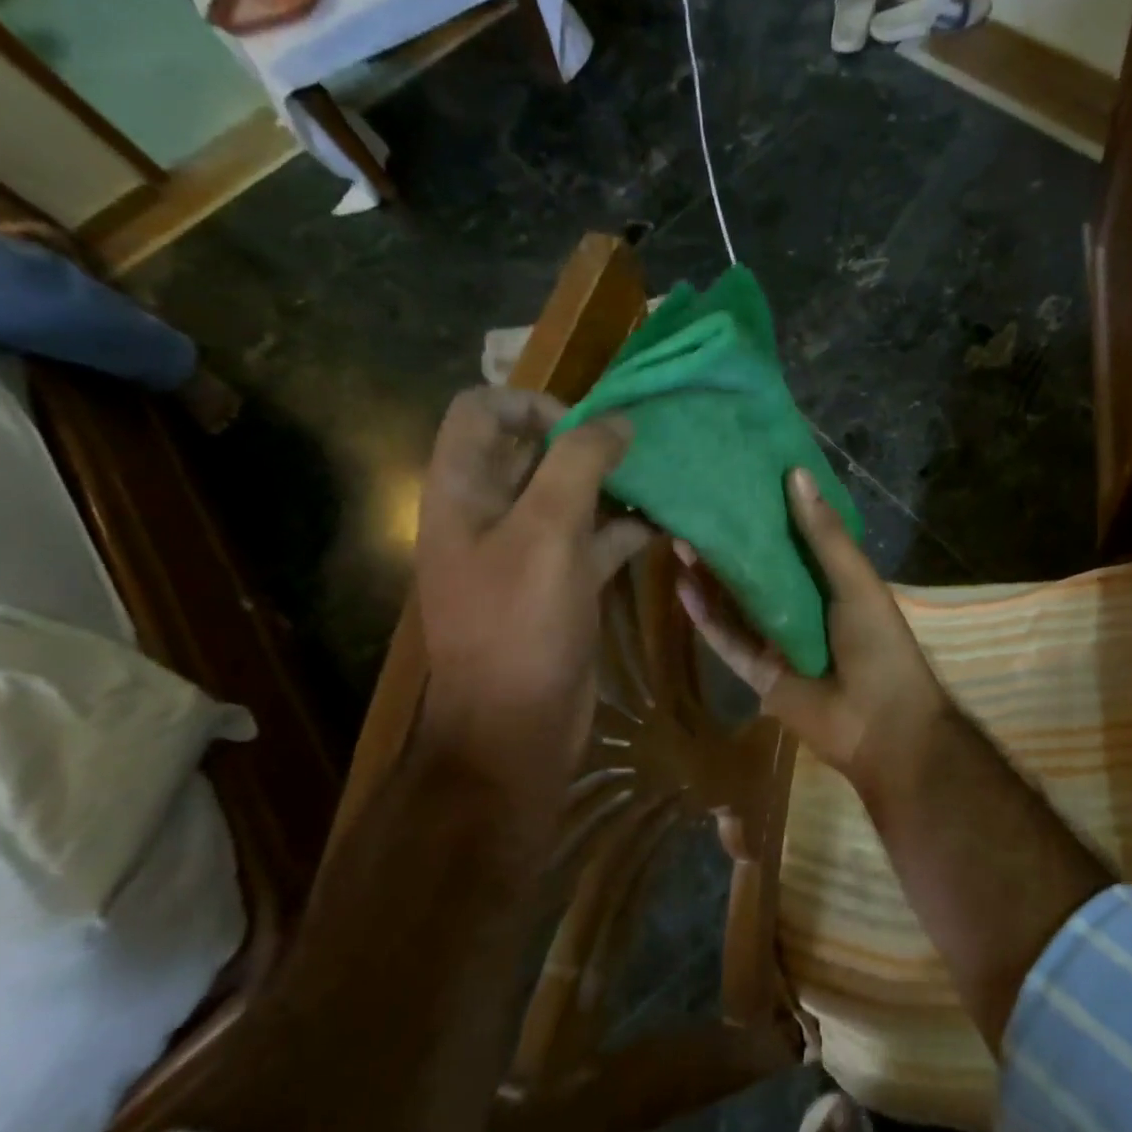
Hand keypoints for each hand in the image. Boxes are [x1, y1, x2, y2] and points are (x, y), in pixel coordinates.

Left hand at [414, 387, 653, 800]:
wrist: (516, 727)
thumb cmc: (521, 625)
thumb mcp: (548, 533)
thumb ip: (579, 463)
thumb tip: (617, 421)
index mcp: (464, 491)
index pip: (482, 410)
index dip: (532, 404)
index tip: (586, 429)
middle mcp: (490, 512)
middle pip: (533, 449)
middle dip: (588, 440)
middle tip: (641, 448)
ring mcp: (527, 549)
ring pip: (571, 494)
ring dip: (615, 484)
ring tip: (664, 479)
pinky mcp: (561, 581)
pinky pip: (594, 537)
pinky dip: (626, 527)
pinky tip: (667, 525)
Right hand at [675, 465, 948, 794]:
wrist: (882, 724)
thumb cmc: (878, 644)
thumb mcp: (856, 581)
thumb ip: (825, 533)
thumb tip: (796, 473)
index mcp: (833, 582)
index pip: (796, 539)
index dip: (771, 512)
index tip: (741, 479)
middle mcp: (803, 606)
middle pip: (761, 570)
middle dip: (733, 542)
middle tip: (699, 508)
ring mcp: (778, 640)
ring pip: (737, 603)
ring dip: (711, 574)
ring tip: (680, 537)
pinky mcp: (758, 671)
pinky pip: (727, 640)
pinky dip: (705, 616)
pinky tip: (681, 585)